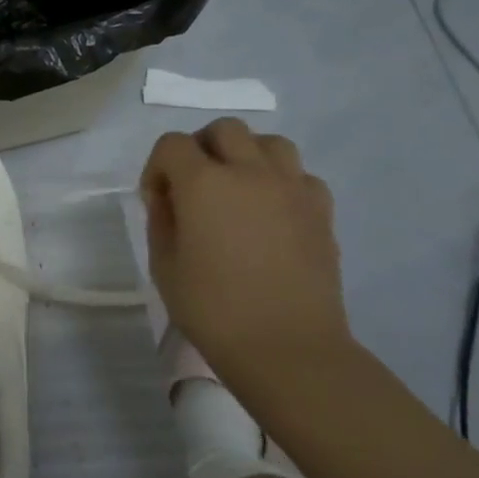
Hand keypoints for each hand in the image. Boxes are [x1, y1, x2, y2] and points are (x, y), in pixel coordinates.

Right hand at [140, 119, 351, 367]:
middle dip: (201, 149)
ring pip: (269, 142)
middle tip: (194, 186)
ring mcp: (292, 188)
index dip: (157, 167)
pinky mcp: (321, 210)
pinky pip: (299, 174)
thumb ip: (162, 219)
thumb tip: (169, 197)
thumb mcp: (164, 264)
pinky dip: (281, 181)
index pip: (172, 144)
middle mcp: (249, 172)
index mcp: (203, 183)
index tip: (157, 201)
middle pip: (224, 130)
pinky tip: (271, 212)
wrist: (286, 348)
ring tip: (236, 190)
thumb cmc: (213, 309)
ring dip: (246, 156)